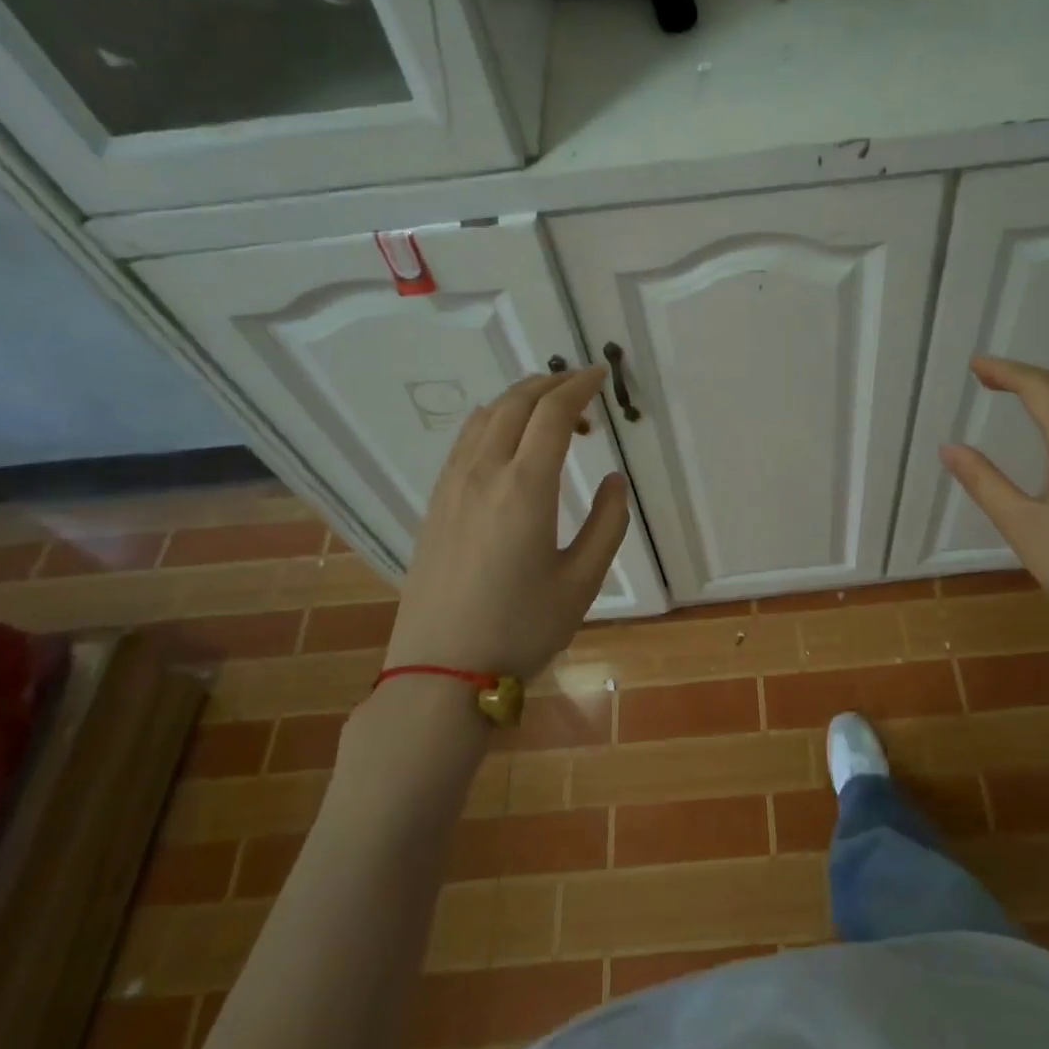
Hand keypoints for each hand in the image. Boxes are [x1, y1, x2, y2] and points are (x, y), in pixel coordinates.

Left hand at [384, 368, 628, 680]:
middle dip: (552, 384)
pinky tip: (510, 443)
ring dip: (521, 400)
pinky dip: (494, 421)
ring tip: (551, 413)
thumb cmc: (521, 628)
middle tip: (583, 389)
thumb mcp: (582, 581)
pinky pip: (466, 440)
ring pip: (486, 416)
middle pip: (516, 402)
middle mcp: (484, 473)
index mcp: (525, 487)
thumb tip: (613, 480)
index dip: (580, 386)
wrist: (441, 672)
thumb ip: (608, 523)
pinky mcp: (436, 503)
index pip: (553, 413)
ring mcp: (452, 486)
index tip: (602, 376)